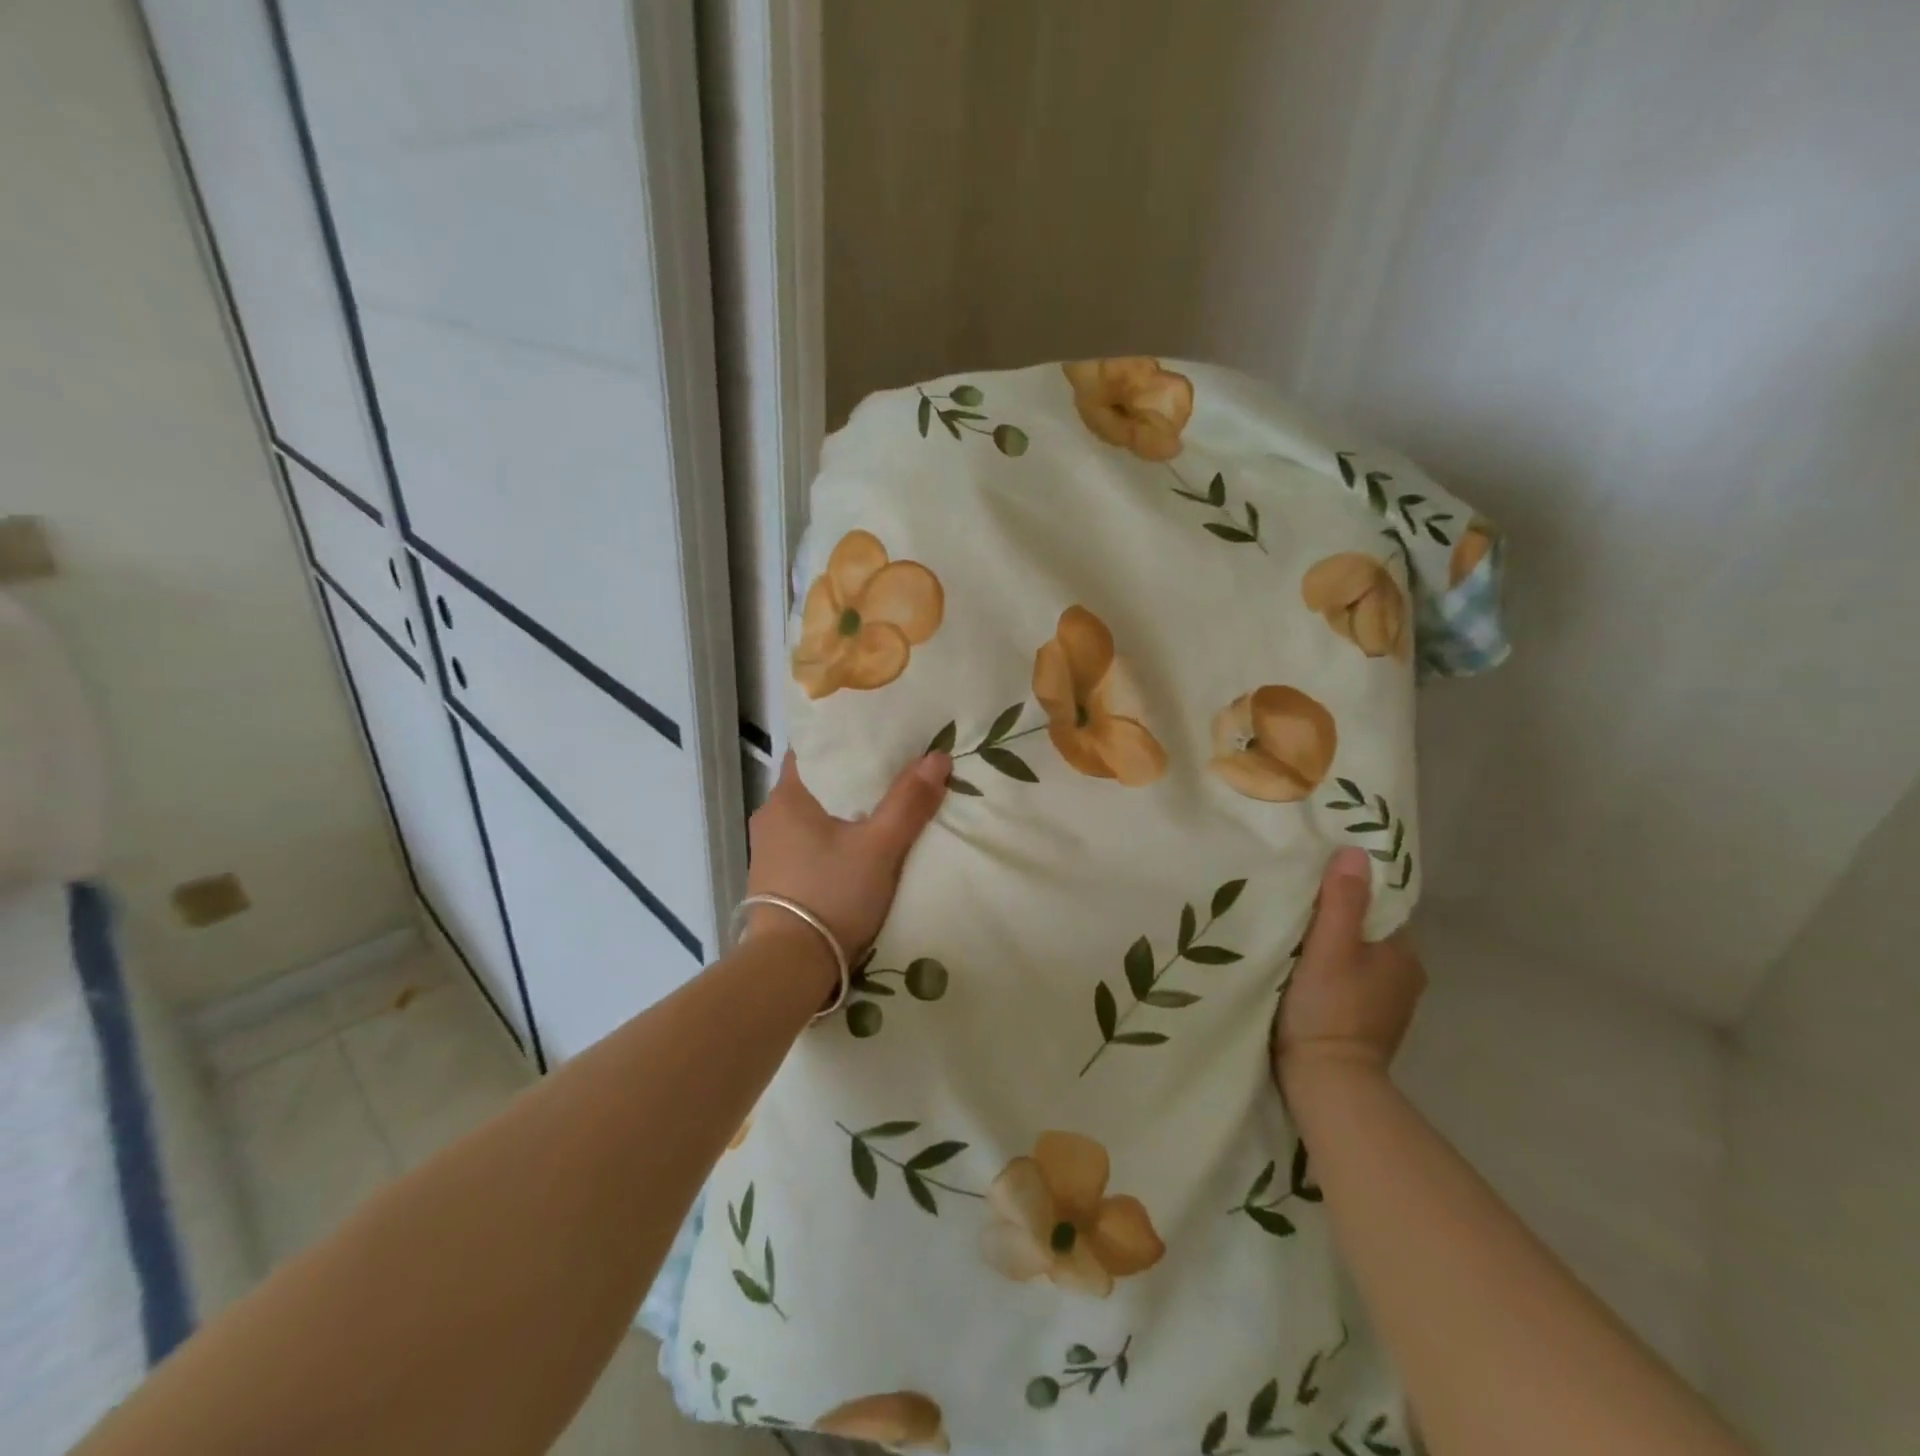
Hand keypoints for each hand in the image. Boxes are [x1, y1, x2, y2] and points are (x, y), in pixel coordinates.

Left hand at [745, 749, 950, 961]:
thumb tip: (939, 756)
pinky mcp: (775, 879)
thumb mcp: (880, 847)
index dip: (843, 739)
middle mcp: (770, 817)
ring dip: (840, 809)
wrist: (790, 968)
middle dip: (850, 775)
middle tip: (891, 767)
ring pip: (811, 814)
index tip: (875, 735)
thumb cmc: (831, 894)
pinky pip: (806, 842)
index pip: (812, 749)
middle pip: (815, 782)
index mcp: (787, 797)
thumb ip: (909, 802)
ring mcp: (769, 850)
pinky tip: (855, 844)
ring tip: (880, 803)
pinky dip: (830, 836)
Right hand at [1273, 846, 1425, 1095]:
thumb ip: (1342, 901)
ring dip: (1329, 945)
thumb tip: (1354, 851)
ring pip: (1355, 956)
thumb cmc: (1330, 1009)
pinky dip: (1327, 970)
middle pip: (1366, 930)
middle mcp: (1403, 976)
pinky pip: (1346, 980)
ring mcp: (1385, 1003)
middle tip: (1292, 901)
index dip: (1349, 889)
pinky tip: (1299, 969)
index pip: (1379, 905)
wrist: (1328, 1084)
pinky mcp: (1363, 1022)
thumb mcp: (1330, 948)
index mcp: (1405, 954)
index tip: (1312, 879)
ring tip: (1289, 931)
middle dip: (1335, 916)